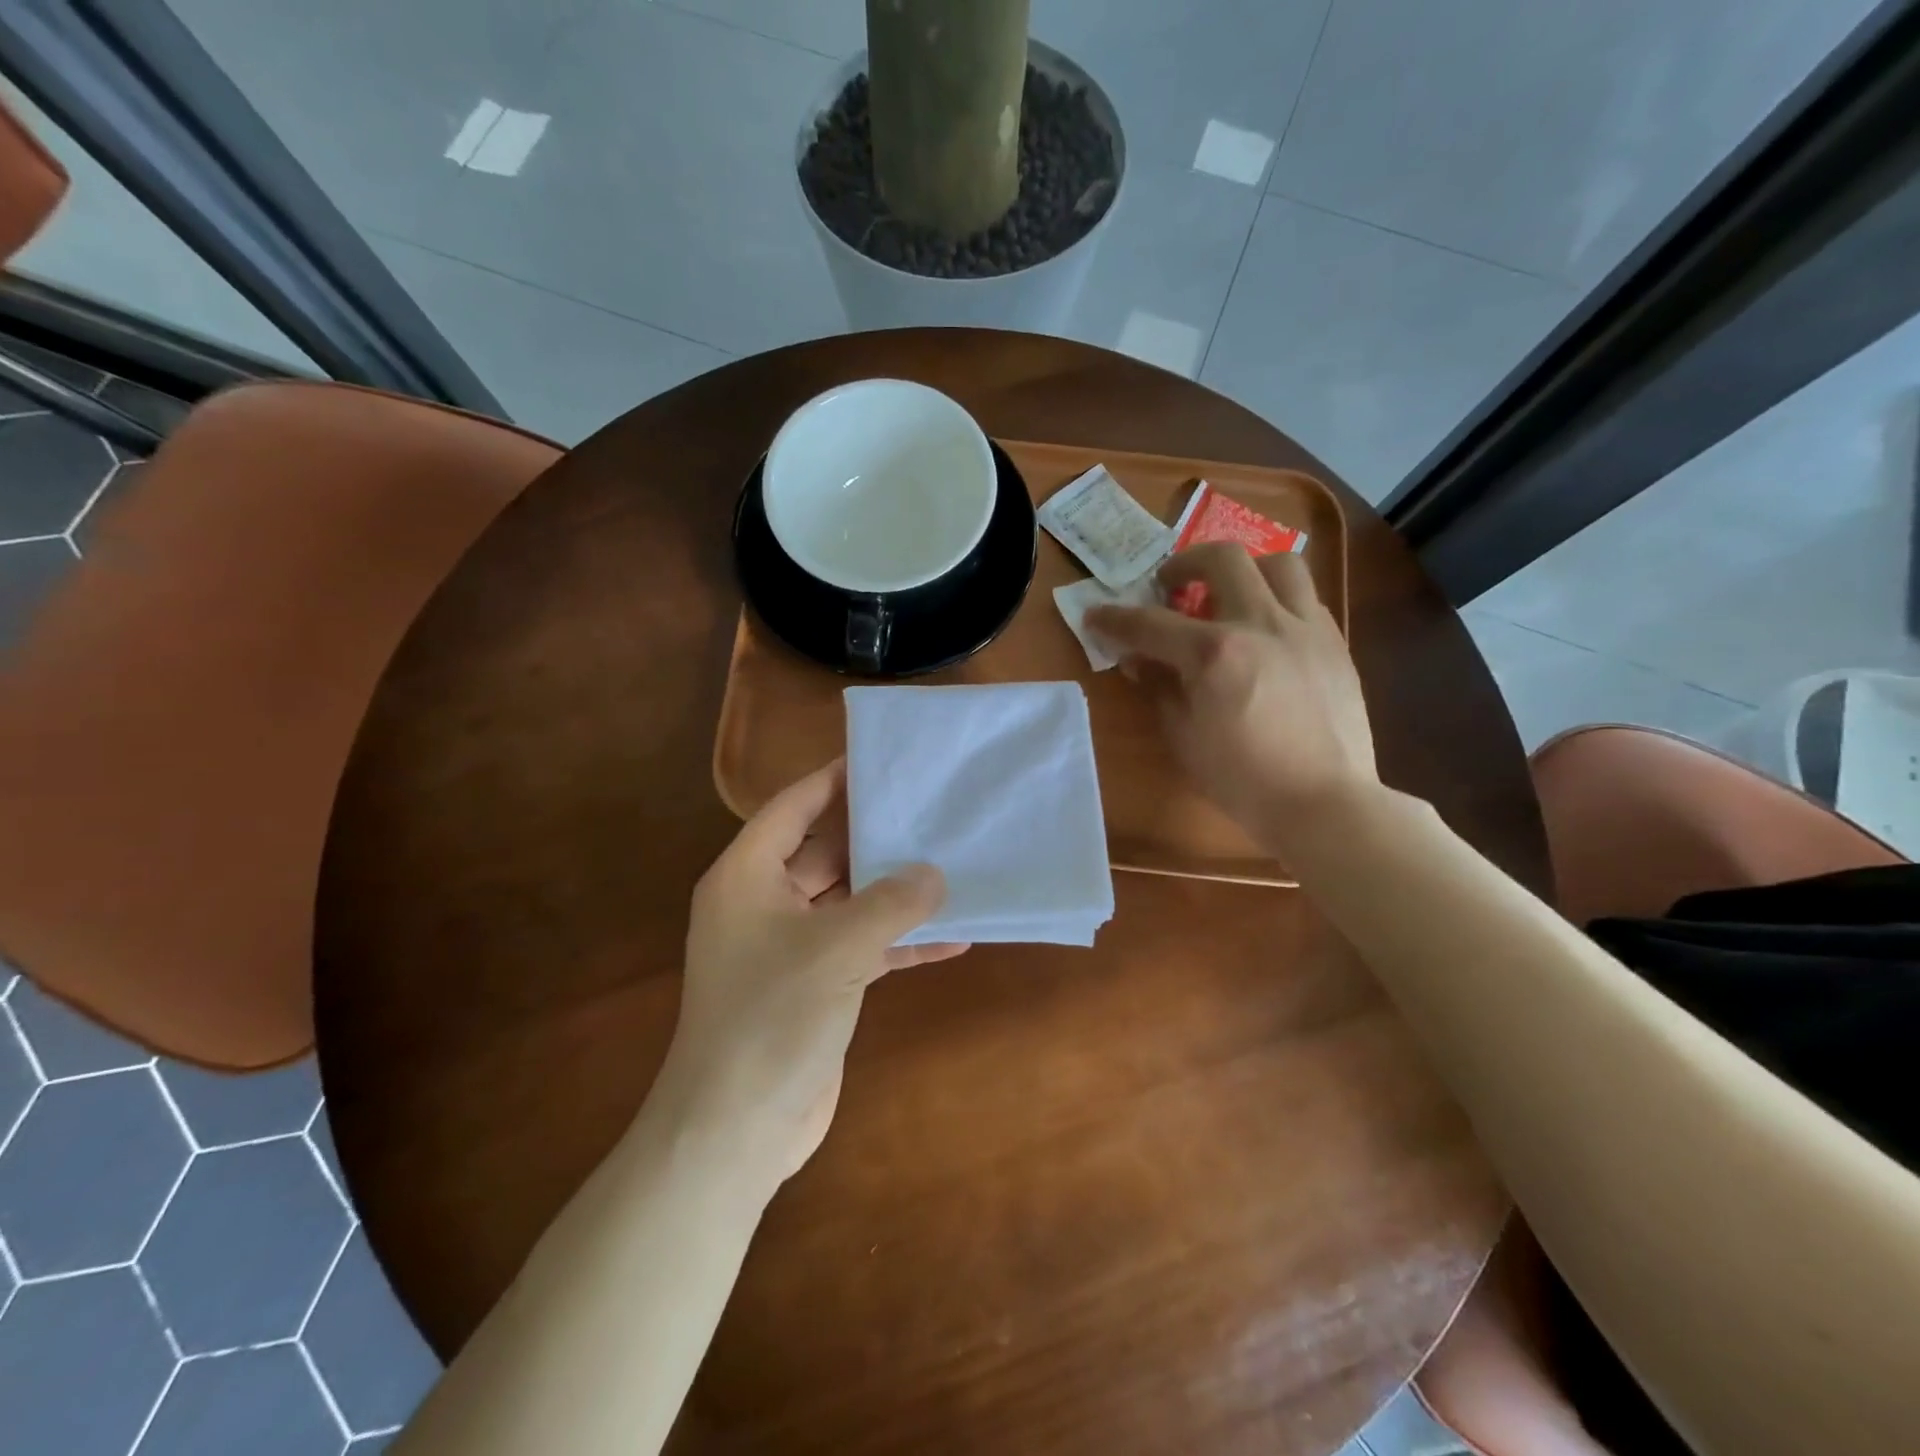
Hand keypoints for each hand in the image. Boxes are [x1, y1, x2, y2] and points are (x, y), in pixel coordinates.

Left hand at [660, 760, 964, 1183]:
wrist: (735, 1130)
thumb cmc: (772, 1017)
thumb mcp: (838, 948)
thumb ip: (892, 902)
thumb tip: (935, 873)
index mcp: (748, 876)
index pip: (794, 806)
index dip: (835, 779)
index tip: (882, 759)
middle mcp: (765, 903)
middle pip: (828, 851)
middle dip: (878, 837)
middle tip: (934, 810)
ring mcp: (790, 947)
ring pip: (851, 901)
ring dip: (896, 893)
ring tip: (953, 866)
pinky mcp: (815, 986)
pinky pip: (862, 947)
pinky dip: (900, 942)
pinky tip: (954, 938)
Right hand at [1086, 543, 1376, 854]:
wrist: (1324, 802)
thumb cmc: (1243, 779)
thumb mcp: (1184, 737)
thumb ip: (1161, 689)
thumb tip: (1142, 660)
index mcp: (1214, 653)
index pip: (1150, 624)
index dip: (1115, 619)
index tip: (1096, 616)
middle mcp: (1260, 624)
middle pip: (1222, 559)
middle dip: (1185, 564)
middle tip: (1170, 585)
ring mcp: (1304, 628)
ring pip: (1278, 563)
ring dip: (1245, 569)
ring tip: (1230, 594)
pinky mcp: (1334, 643)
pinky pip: (1305, 598)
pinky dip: (1277, 600)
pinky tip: (1266, 630)